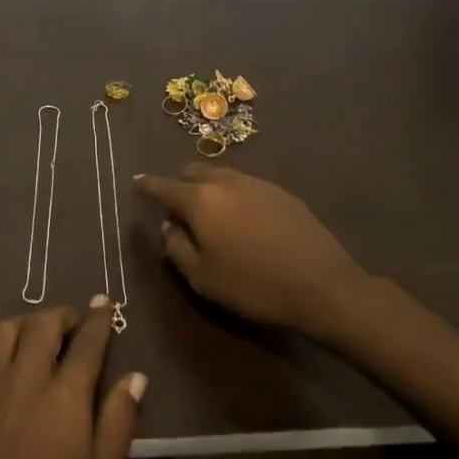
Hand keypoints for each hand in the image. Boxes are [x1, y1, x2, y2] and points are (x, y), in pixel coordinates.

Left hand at [0, 301, 145, 458]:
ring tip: (36, 337)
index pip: (86, 343)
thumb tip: (135, 377)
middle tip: (73, 324)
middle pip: (42, 324)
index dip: (98, 319)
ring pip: (3, 329)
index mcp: (64, 397)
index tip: (104, 302)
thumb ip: (118, 420)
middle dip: (62, 315)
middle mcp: (25, 379)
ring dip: (25, 323)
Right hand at [133, 165, 372, 342]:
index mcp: (201, 201)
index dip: (146, 185)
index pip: (164, 186)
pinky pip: (247, 186)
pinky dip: (234, 195)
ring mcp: (259, 184)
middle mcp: (227, 182)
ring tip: (211, 214)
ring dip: (209, 188)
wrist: (322, 286)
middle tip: (178, 208)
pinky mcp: (284, 194)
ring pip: (223, 175)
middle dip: (180, 184)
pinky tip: (243, 220)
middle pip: (194, 172)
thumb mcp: (202, 278)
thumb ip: (177, 248)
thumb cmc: (253, 286)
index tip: (136, 183)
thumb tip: (170, 228)